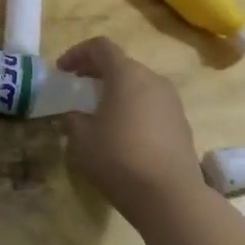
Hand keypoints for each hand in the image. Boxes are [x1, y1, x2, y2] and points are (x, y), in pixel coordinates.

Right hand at [56, 36, 204, 227]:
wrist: (171, 197)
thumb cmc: (119, 158)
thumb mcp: (81, 139)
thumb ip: (73, 119)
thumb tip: (76, 115)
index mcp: (126, 75)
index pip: (100, 47)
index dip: (77, 53)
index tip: (62, 71)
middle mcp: (153, 80)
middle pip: (121, 64)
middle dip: (97, 73)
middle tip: (79, 90)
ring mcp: (172, 102)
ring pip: (139, 85)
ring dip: (117, 92)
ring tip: (100, 113)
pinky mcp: (182, 124)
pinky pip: (152, 105)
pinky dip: (134, 109)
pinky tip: (124, 134)